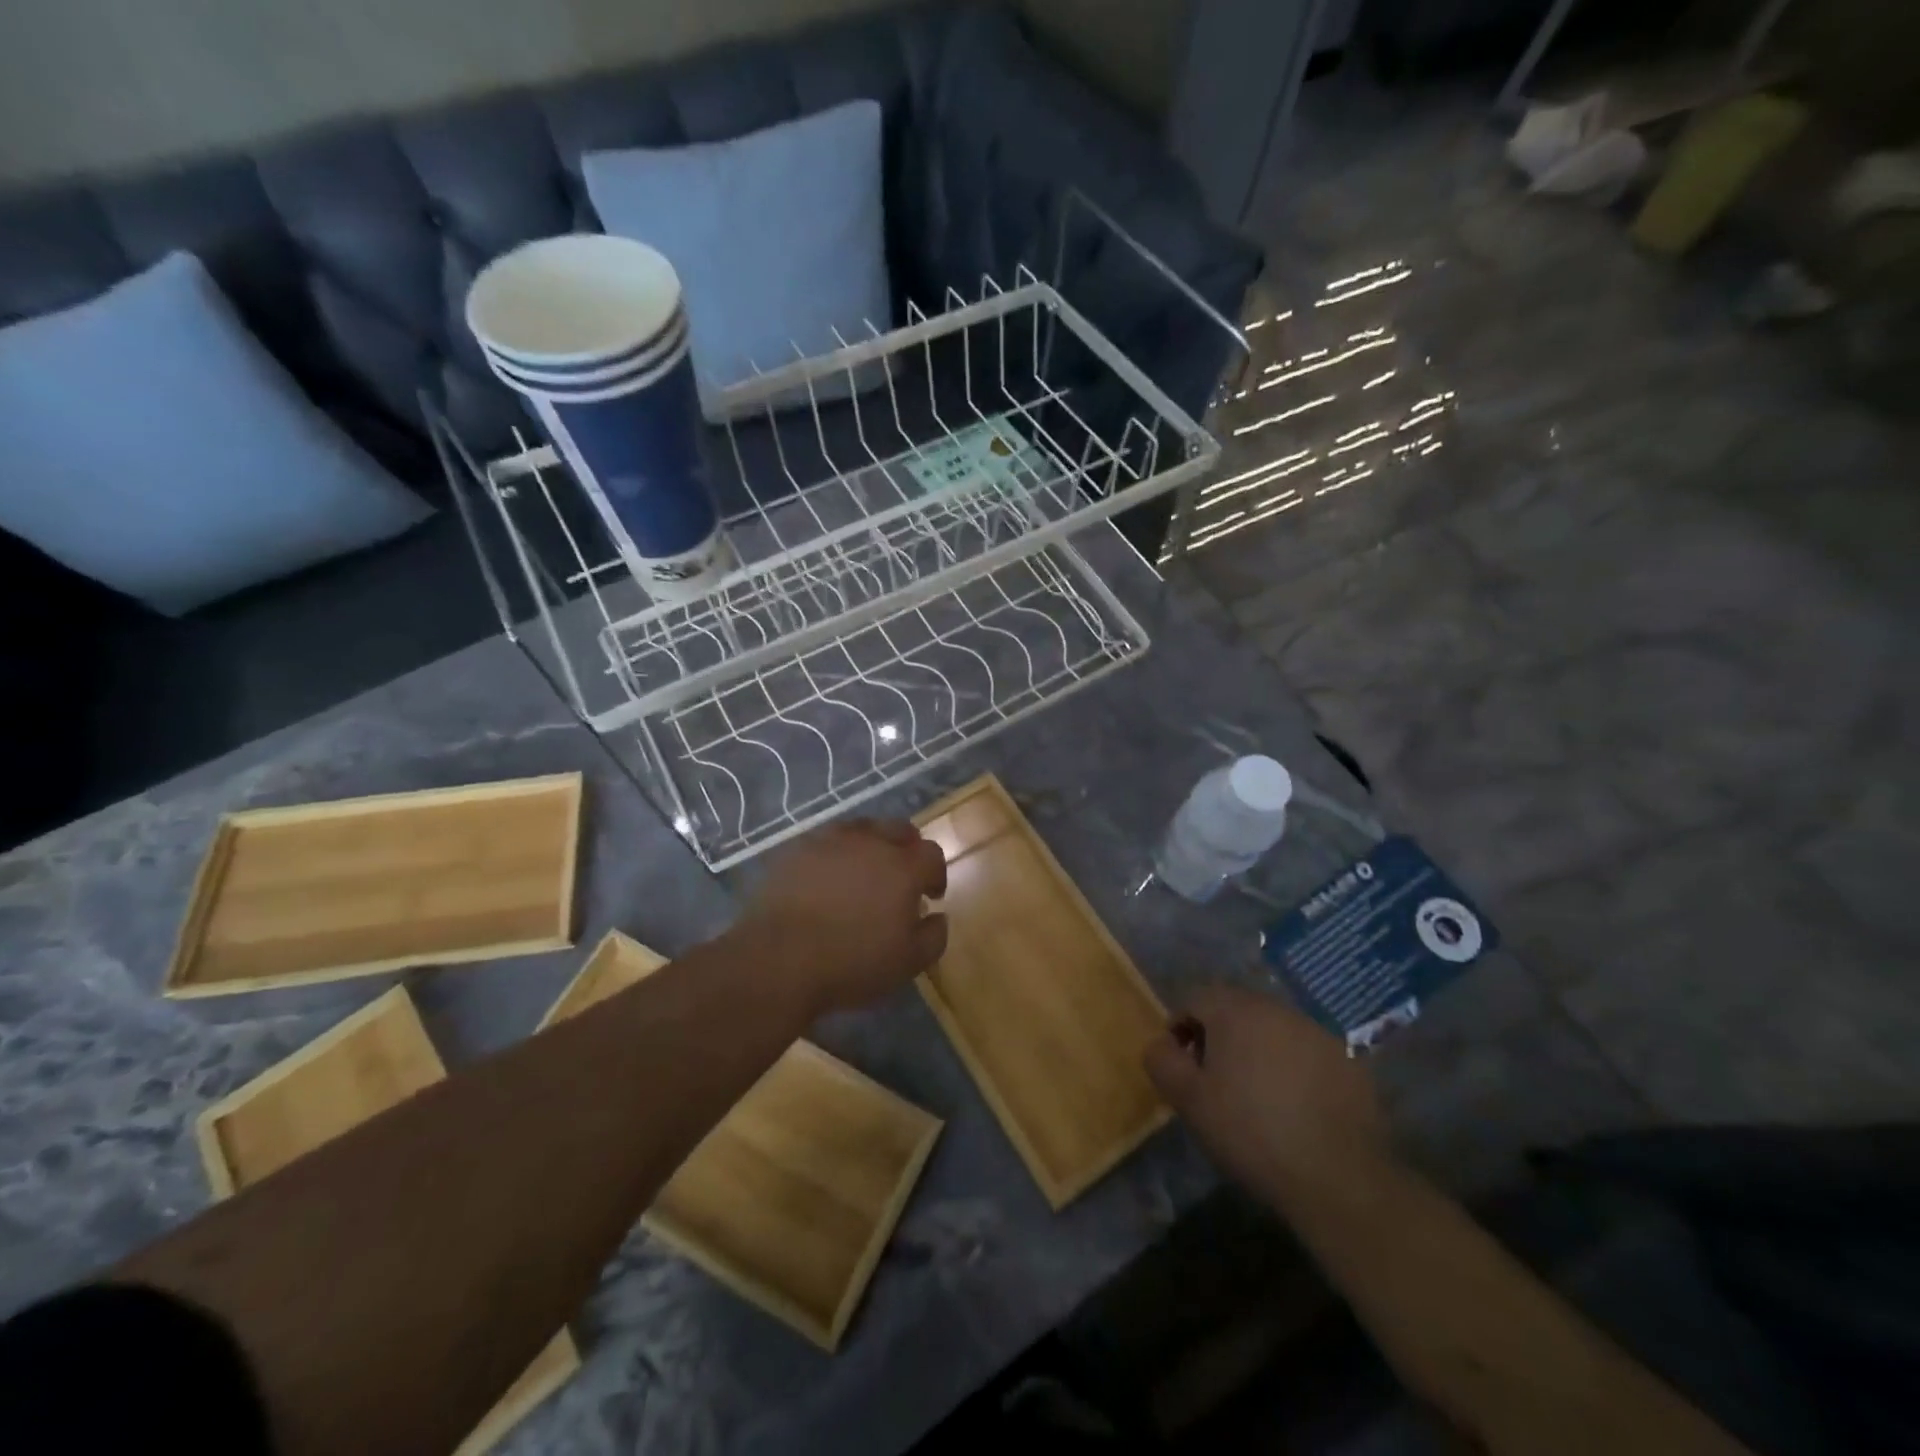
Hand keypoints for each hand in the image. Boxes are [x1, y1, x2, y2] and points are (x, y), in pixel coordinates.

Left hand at [742, 819, 947, 1014]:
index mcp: (902, 867)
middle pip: (898, 829)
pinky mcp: (795, 849)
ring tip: (862, 872)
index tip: (930, 896)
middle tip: (901, 875)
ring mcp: (828, 841)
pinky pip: (824, 841)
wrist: (778, 959)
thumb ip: (934, 936)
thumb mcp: (907, 963)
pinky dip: (833, 854)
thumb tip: (938, 916)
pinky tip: (826, 878)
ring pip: (860, 829)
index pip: (931, 854)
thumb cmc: (851, 963)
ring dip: (870, 845)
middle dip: (907, 849)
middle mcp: (869, 842)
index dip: (935, 873)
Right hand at [1144, 983, 1390, 1196]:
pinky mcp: (1348, 1062)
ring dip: (1257, 1051)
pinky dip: (1293, 1069)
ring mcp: (1317, 1033)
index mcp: (1235, 1010)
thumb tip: (1160, 1044)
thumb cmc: (1250, 1132)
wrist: (1338, 1177)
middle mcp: (1277, 1009)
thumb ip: (1162, 1061)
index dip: (1180, 1027)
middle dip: (1219, 1037)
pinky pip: (1306, 1054)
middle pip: (1235, 1010)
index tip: (1181, 1065)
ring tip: (1255, 1095)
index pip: (1196, 999)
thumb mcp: (1189, 1100)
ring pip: (1273, 1030)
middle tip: (1214, 1080)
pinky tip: (1294, 1108)